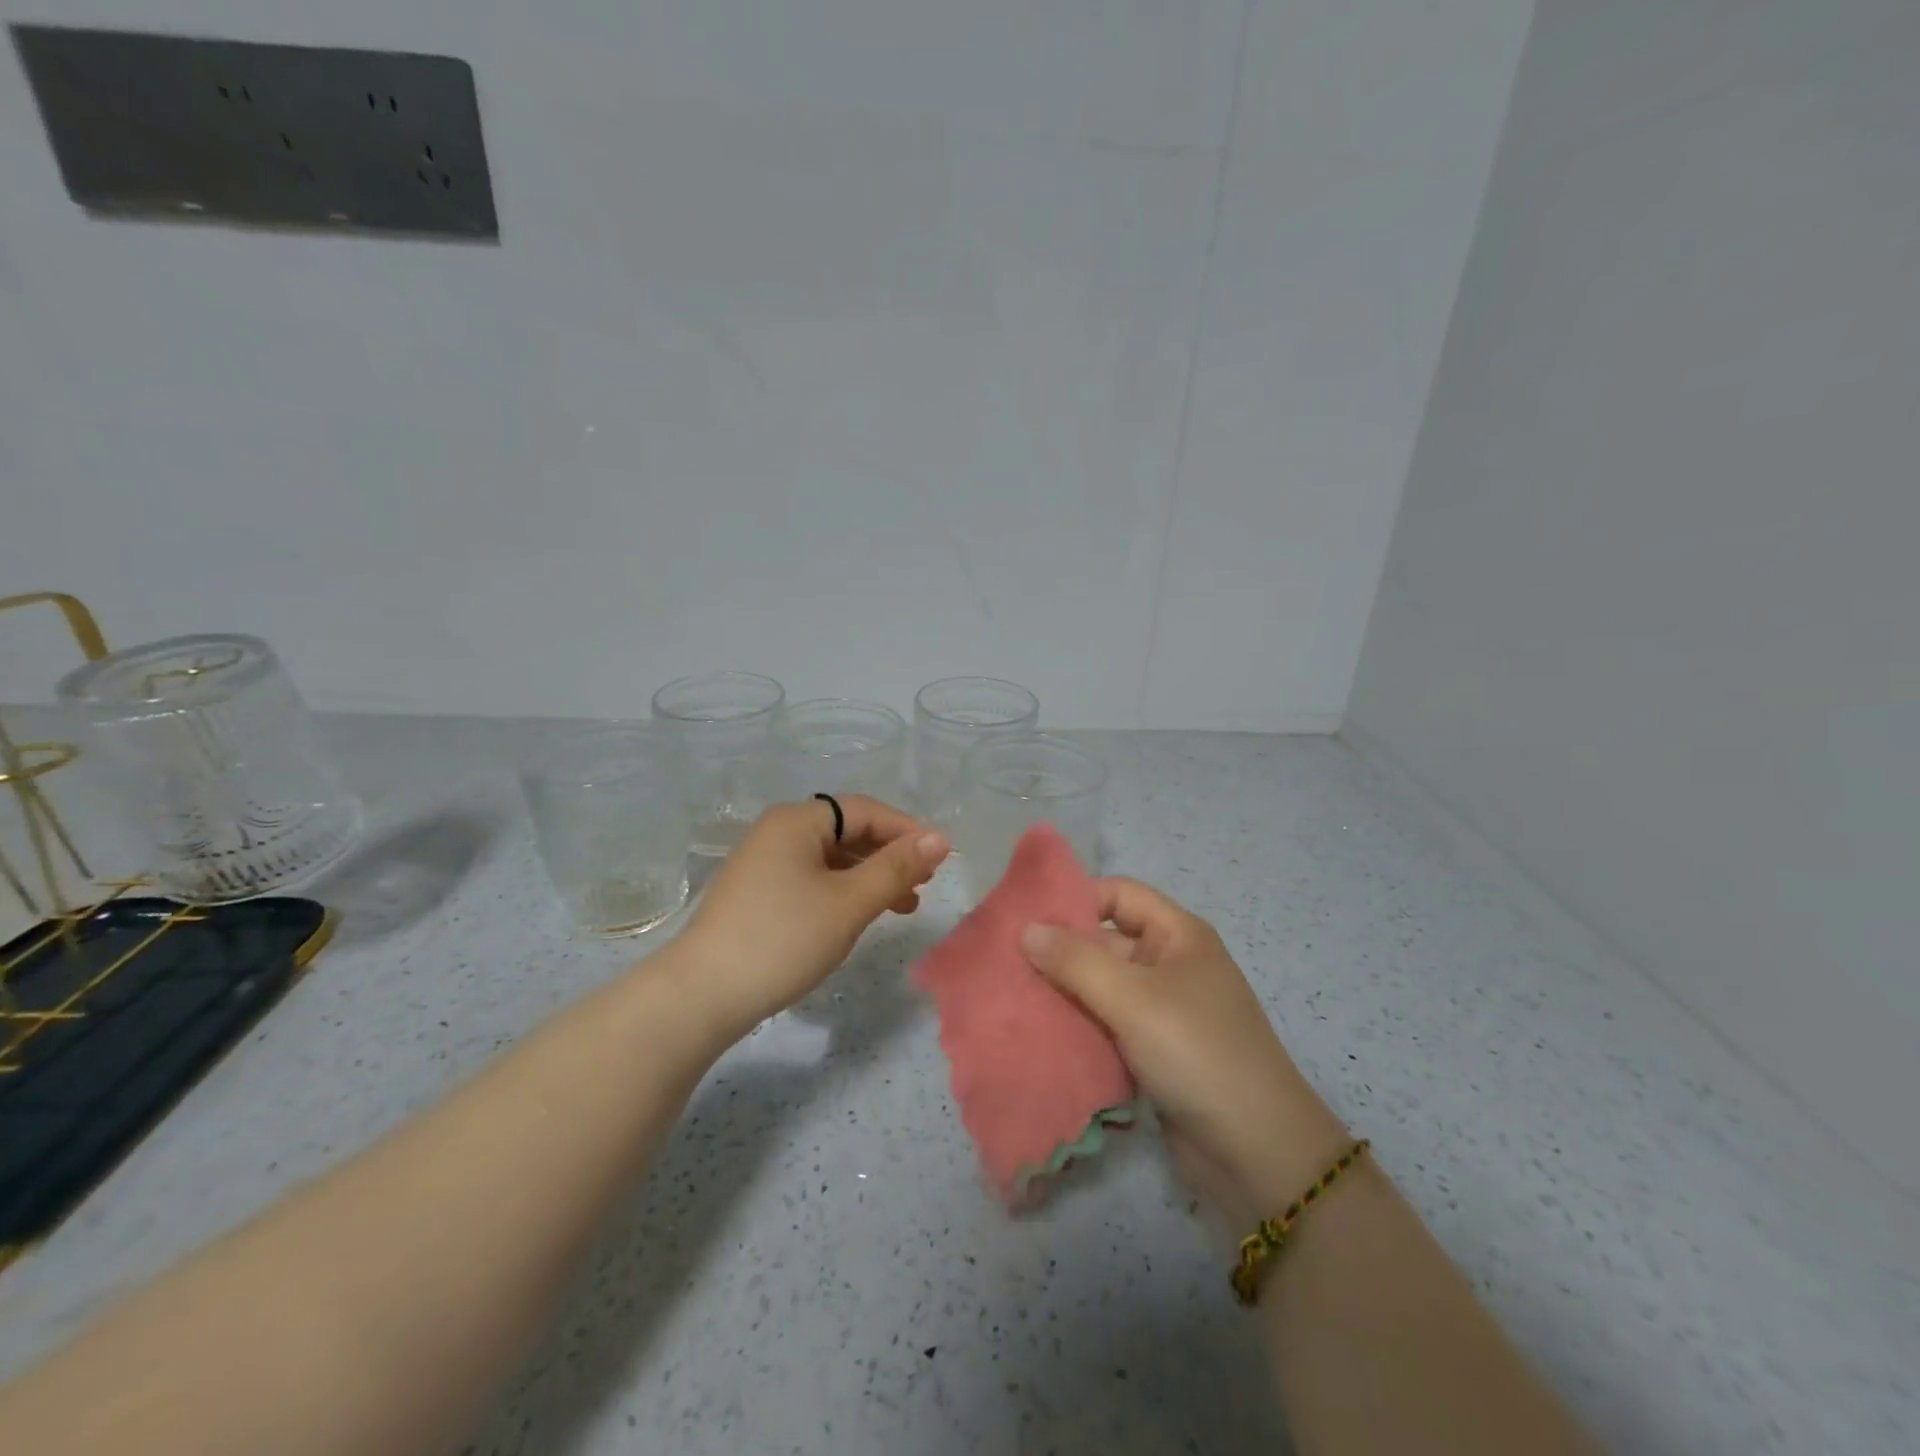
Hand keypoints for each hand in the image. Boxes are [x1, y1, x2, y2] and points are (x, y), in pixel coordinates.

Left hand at [671, 796, 948, 1040]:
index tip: (939, 859)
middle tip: (923, 886)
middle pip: (848, 832)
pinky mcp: (757, 893)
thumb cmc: (783, 939)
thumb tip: (940, 838)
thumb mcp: (850, 903)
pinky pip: (812, 879)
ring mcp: (763, 863)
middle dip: (890, 856)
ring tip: (903, 907)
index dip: (906, 830)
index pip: (865, 811)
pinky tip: (858, 916)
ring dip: (870, 877)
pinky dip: (843, 892)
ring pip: (831, 859)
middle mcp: (778, 832)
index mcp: (797, 821)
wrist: (702, 995)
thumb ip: (897, 868)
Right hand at [1019, 879, 1348, 1230]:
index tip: (1025, 920)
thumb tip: (1026, 929)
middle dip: (1060, 952)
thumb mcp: (1133, 999)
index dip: (1075, 900)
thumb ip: (1075, 961)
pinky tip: (1041, 1034)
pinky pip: (1108, 1025)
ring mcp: (1164, 1010)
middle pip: (1106, 942)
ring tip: (1013, 998)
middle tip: (1006, 963)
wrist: (1258, 1153)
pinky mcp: (1155, 1051)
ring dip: (1064, 993)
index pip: (1119, 895)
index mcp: (1178, 935)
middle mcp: (1171, 964)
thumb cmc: (1197, 1053)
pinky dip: (1078, 1026)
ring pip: (1102, 987)